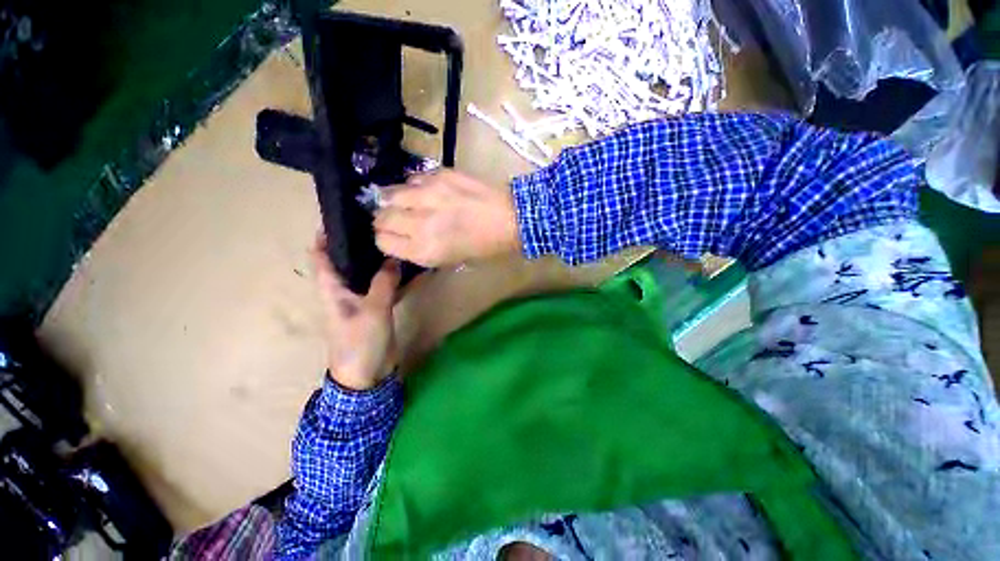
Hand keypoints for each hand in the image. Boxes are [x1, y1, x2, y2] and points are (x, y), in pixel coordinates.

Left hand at [312, 234, 399, 390]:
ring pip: (370, 273)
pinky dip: (397, 279)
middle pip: (348, 260)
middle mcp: (345, 289)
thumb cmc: (360, 341)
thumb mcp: (373, 310)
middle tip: (380, 225)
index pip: (320, 256)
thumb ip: (384, 283)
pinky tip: (412, 270)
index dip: (325, 236)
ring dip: (381, 260)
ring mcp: (363, 299)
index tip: (341, 217)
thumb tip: (394, 259)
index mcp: (332, 288)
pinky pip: (387, 287)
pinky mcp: (378, 307)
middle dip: (360, 243)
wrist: (367, 373)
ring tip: (397, 242)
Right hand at [373, 169, 518, 266]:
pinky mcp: (439, 175)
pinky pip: (412, 178)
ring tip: (408, 203)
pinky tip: (427, 192)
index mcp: (425, 250)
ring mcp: (428, 195)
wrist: (512, 218)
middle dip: (385, 220)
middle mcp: (420, 223)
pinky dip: (413, 186)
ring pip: (390, 193)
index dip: (386, 239)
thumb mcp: (451, 259)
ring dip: (395, 200)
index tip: (394, 236)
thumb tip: (402, 237)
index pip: (382, 241)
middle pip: (382, 217)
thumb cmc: (486, 246)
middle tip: (398, 219)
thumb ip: (421, 249)